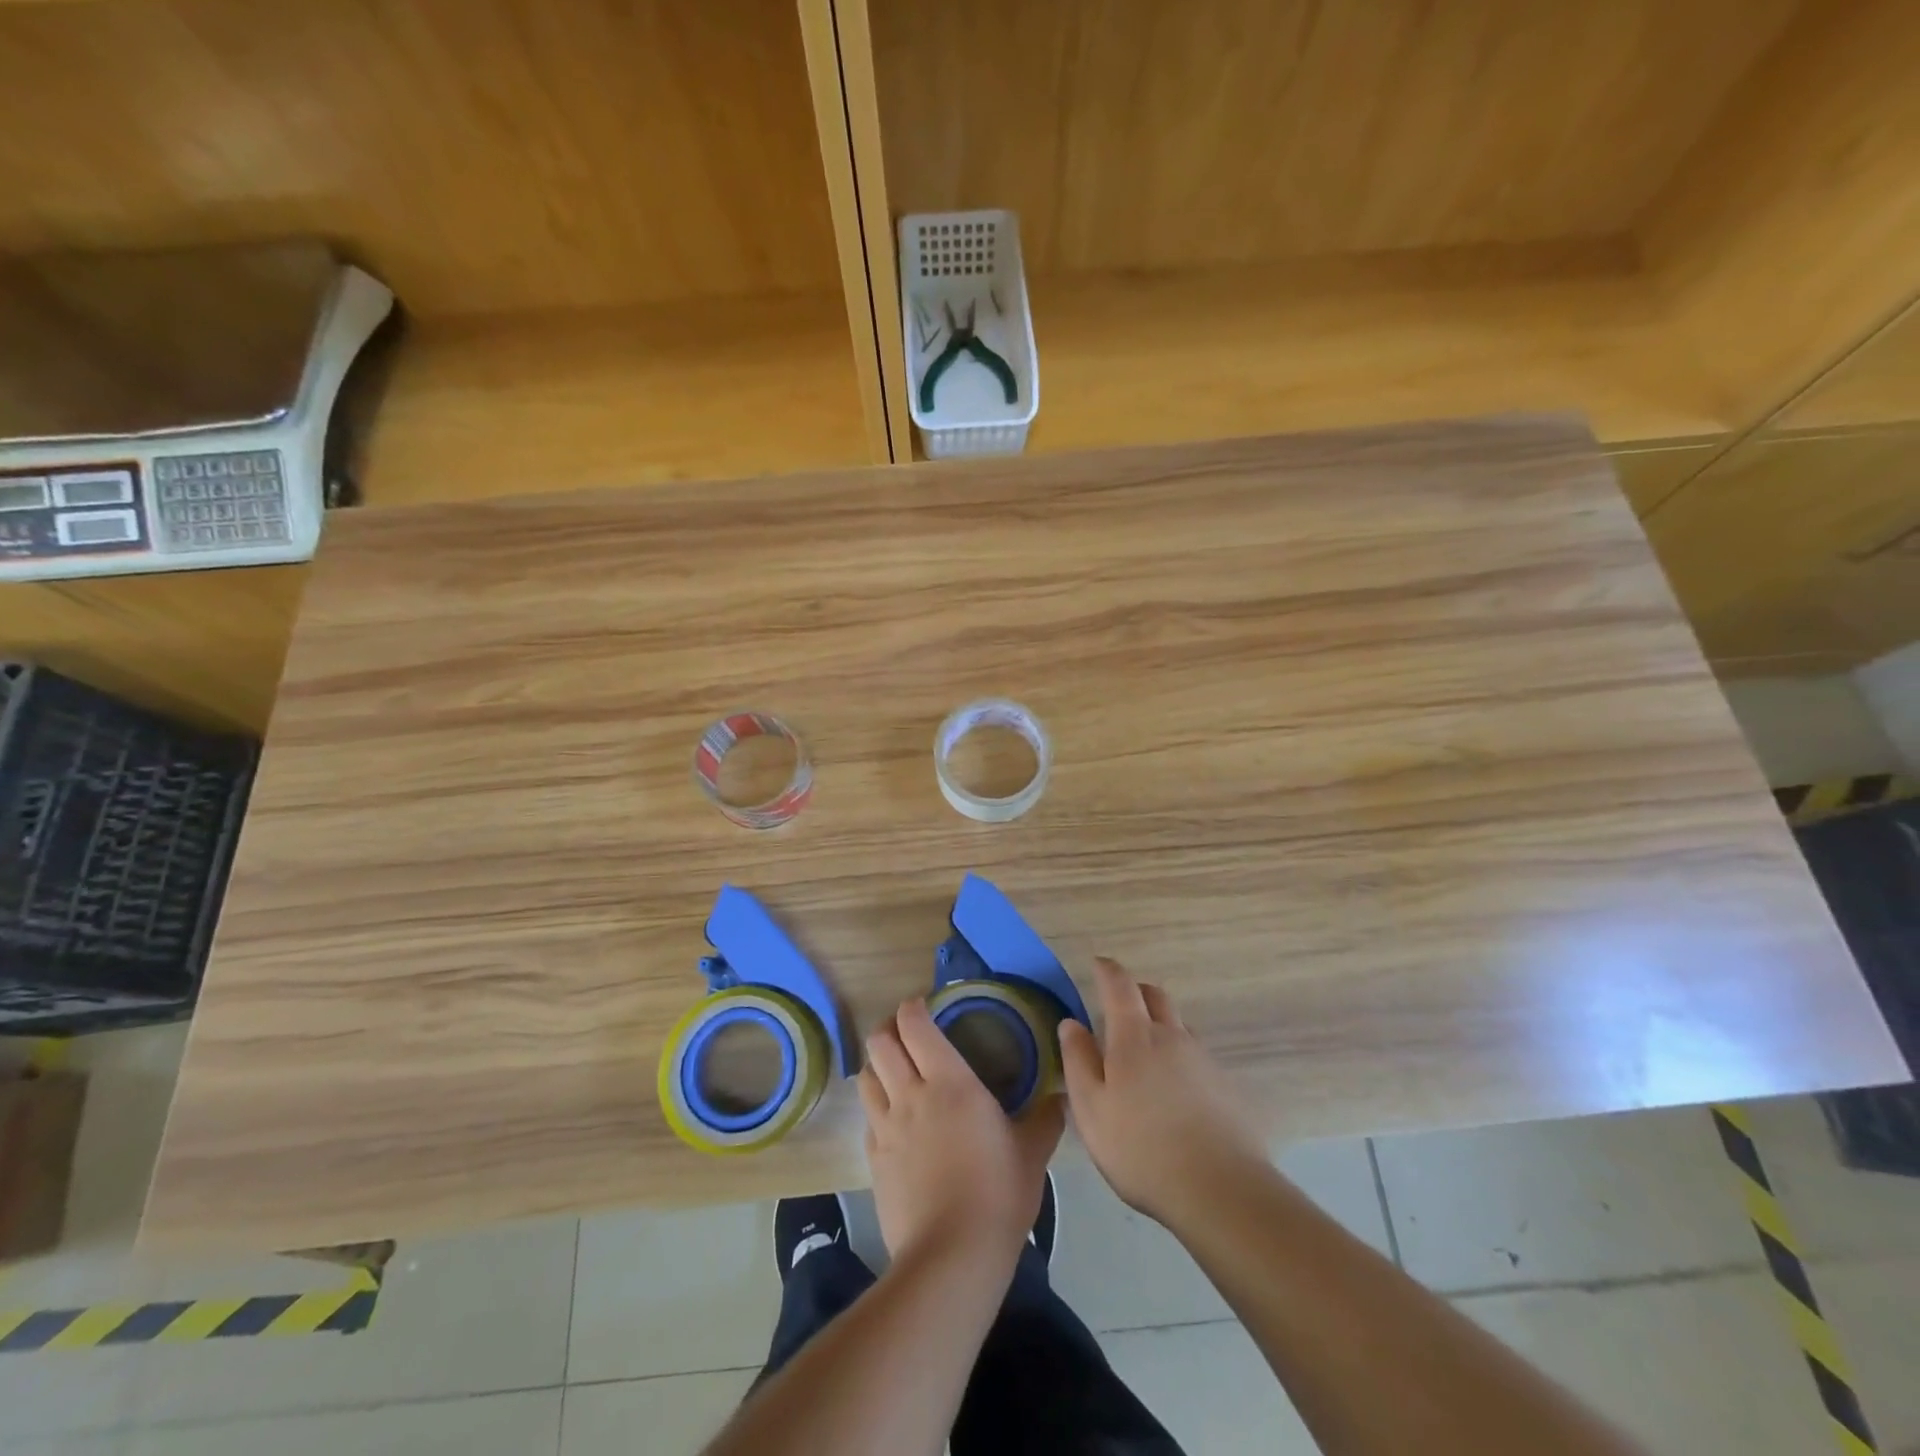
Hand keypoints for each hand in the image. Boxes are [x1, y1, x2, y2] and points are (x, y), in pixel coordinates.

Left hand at [859, 997, 1064, 1270]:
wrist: (952, 1256)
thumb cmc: (998, 1192)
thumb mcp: (1032, 1153)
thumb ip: (1045, 1119)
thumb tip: (1059, 1099)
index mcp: (949, 1081)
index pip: (915, 1025)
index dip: (913, 1008)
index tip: (924, 1005)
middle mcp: (910, 1095)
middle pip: (880, 1043)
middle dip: (889, 1030)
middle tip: (907, 1034)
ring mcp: (886, 1128)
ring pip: (866, 1077)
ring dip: (877, 1066)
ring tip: (895, 1071)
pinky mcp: (874, 1160)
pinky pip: (868, 1119)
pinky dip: (877, 1108)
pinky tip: (894, 1121)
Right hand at [1060, 956, 1266, 1229]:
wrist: (1221, 1190)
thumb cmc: (1141, 1149)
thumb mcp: (1091, 1109)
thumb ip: (1078, 1061)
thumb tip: (1071, 1023)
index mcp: (1135, 1037)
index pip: (1120, 986)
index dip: (1107, 970)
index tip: (1098, 964)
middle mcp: (1172, 1037)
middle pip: (1155, 996)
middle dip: (1136, 991)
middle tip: (1119, 1004)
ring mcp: (1204, 1060)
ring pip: (1178, 1027)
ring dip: (1160, 1025)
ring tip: (1144, 1054)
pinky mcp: (1226, 1087)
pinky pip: (1197, 1058)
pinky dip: (1180, 1059)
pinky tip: (1174, 1093)